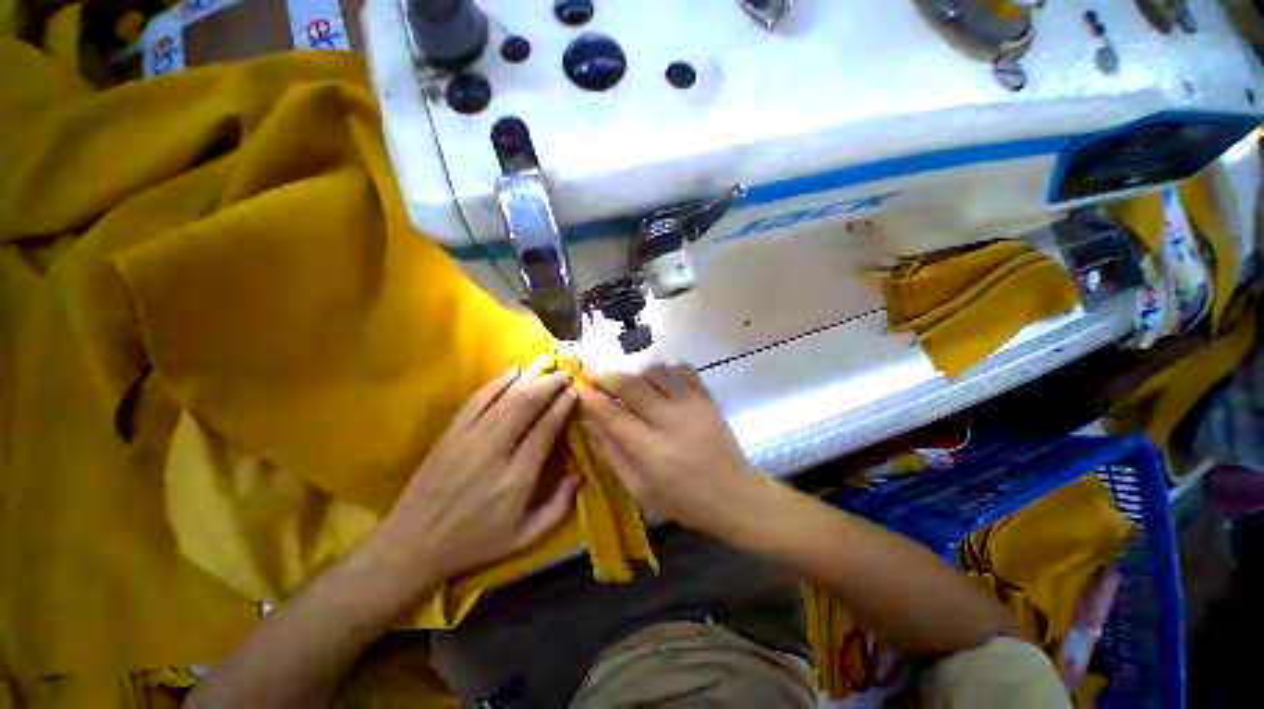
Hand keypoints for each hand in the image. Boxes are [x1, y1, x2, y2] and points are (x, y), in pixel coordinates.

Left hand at [373, 366, 579, 588]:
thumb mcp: (525, 537)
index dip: (562, 406)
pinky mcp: (451, 433)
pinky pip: (478, 400)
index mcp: (517, 477)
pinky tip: (513, 372)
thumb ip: (558, 507)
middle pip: (527, 405)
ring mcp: (469, 438)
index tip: (575, 391)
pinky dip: (497, 383)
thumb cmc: (475, 542)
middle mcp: (495, 451)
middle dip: (550, 385)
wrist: (413, 544)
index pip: (545, 429)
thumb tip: (579, 474)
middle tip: (566, 373)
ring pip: (505, 398)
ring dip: (529, 378)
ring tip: (547, 365)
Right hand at [577, 364, 763, 541]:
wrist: (735, 496)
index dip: (593, 398)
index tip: (580, 387)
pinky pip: (683, 370)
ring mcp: (692, 405)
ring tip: (631, 387)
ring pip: (654, 372)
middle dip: (609, 377)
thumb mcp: (639, 488)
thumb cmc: (683, 500)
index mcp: (651, 450)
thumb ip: (612, 454)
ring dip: (637, 375)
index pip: (614, 415)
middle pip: (632, 385)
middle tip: (596, 377)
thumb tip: (590, 423)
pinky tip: (661, 385)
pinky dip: (667, 371)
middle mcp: (671, 420)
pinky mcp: (707, 398)